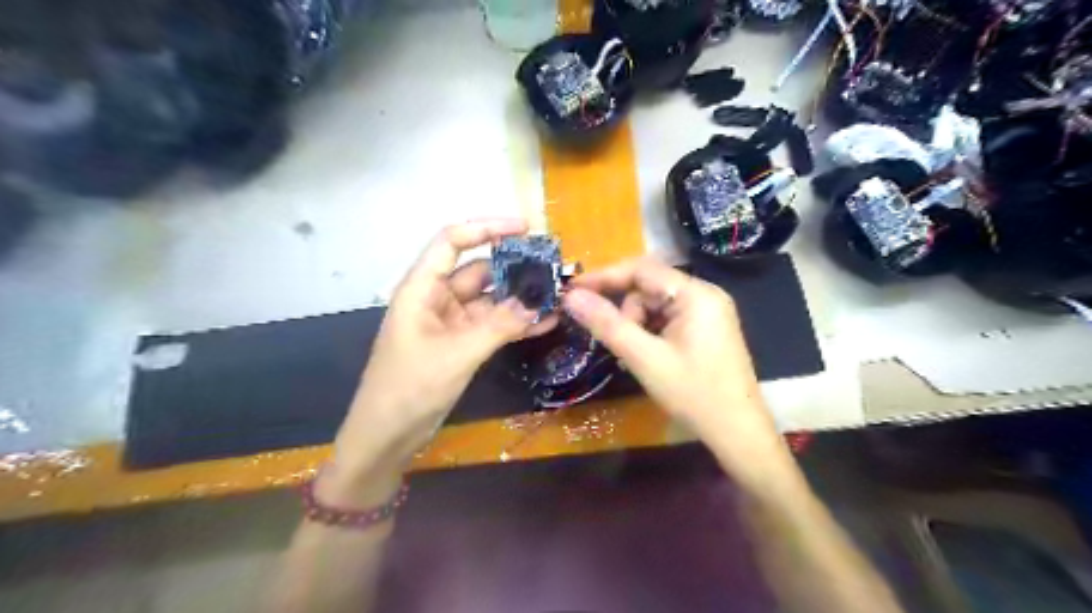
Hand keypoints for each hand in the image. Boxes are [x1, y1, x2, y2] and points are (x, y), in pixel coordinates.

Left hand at [331, 217, 555, 492]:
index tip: (525, 228)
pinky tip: (546, 322)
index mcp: (422, 288)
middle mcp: (437, 298)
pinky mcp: (461, 343)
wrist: (388, 435)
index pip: (453, 241)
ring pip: (490, 299)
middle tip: (553, 268)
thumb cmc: (410, 388)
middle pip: (478, 270)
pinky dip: (515, 323)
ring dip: (520, 298)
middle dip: (514, 268)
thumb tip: (538, 303)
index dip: (487, 228)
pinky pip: (492, 325)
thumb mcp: (457, 354)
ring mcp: (450, 322)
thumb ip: (499, 326)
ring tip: (557, 294)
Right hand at [564, 256, 775, 447]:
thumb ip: (607, 324)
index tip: (572, 289)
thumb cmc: (693, 394)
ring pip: (656, 304)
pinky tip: (646, 354)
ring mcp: (708, 311)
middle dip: (625, 309)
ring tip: (634, 355)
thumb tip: (571, 297)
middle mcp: (705, 294)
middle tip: (611, 338)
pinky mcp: (707, 328)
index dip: (604, 276)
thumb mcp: (644, 359)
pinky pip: (668, 317)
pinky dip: (650, 331)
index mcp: (696, 294)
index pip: (642, 269)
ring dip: (636, 323)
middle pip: (649, 286)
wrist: (738, 433)